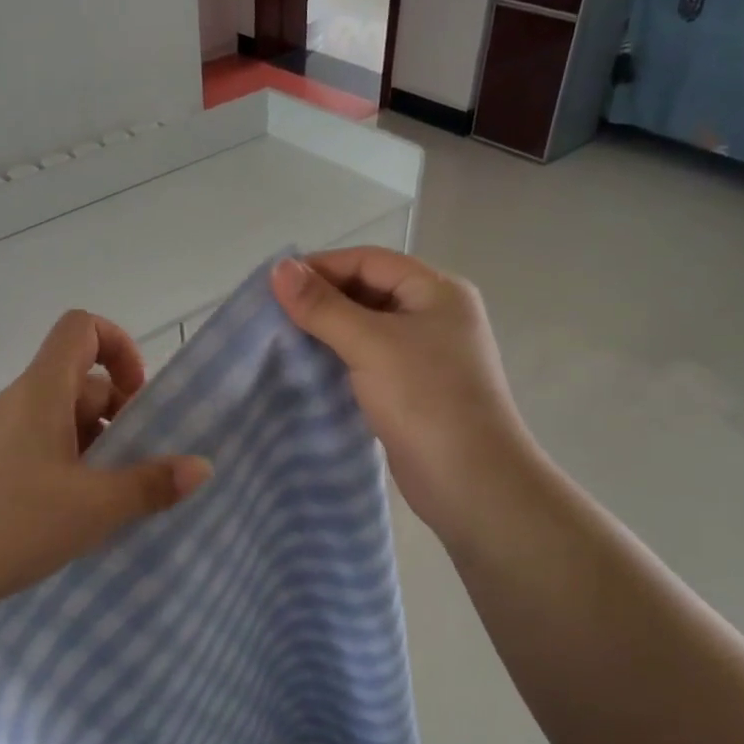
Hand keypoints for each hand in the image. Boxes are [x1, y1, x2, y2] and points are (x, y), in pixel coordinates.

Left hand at [0, 310, 211, 655]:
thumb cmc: (4, 524)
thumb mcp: (90, 508)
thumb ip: (149, 485)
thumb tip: (201, 466)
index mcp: (42, 392)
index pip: (81, 328)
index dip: (119, 346)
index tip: (139, 397)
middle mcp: (19, 405)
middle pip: (80, 382)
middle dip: (120, 415)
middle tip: (140, 466)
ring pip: (62, 424)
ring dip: (96, 450)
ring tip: (115, 501)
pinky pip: (40, 452)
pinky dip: (68, 472)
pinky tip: (76, 519)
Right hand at [270, 249, 537, 544]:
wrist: (470, 482)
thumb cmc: (425, 399)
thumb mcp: (370, 343)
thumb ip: (323, 305)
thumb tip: (278, 267)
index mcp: (436, 290)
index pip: (369, 261)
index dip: (321, 267)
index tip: (274, 285)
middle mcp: (434, 315)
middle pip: (367, 291)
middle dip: (321, 299)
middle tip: (273, 315)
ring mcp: (425, 354)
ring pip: (365, 327)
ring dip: (326, 331)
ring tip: (282, 341)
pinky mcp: (412, 388)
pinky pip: (368, 360)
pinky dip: (338, 359)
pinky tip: (307, 370)